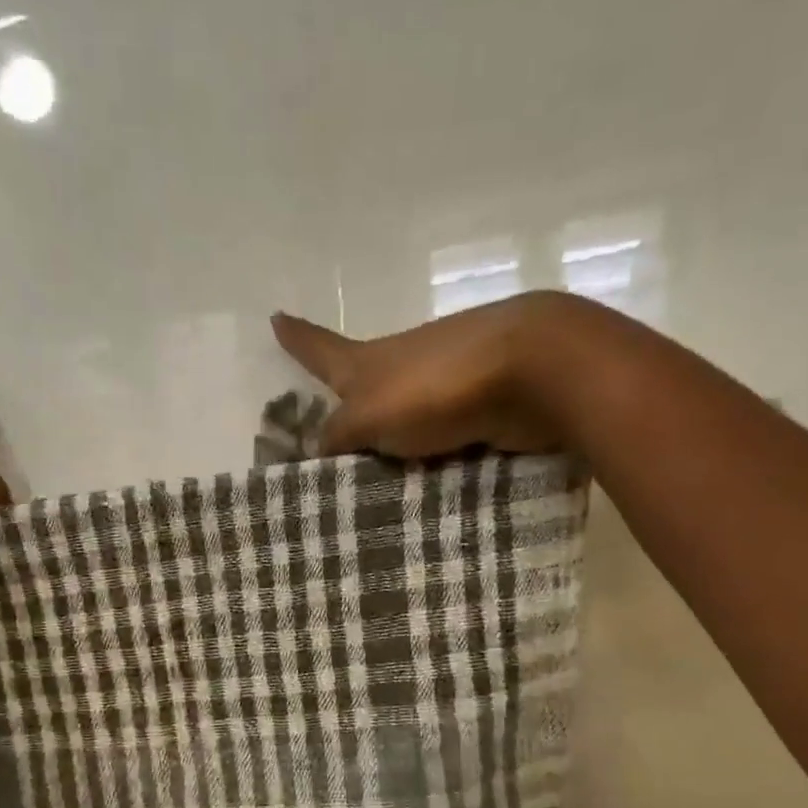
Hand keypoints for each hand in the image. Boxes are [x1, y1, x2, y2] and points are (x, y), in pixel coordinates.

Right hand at [271, 292, 609, 457]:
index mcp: (369, 362)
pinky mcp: (482, 411)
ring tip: (373, 486)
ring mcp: (446, 387)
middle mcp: (404, 368)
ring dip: (393, 442)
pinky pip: (443, 443)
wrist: (531, 373)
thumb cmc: (434, 388)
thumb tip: (317, 453)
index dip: (297, 338)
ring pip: (407, 420)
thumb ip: (339, 437)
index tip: (275, 317)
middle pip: (365, 388)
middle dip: (349, 408)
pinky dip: (431, 461)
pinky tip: (423, 490)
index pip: (320, 348)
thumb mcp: (368, 417)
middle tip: (330, 445)